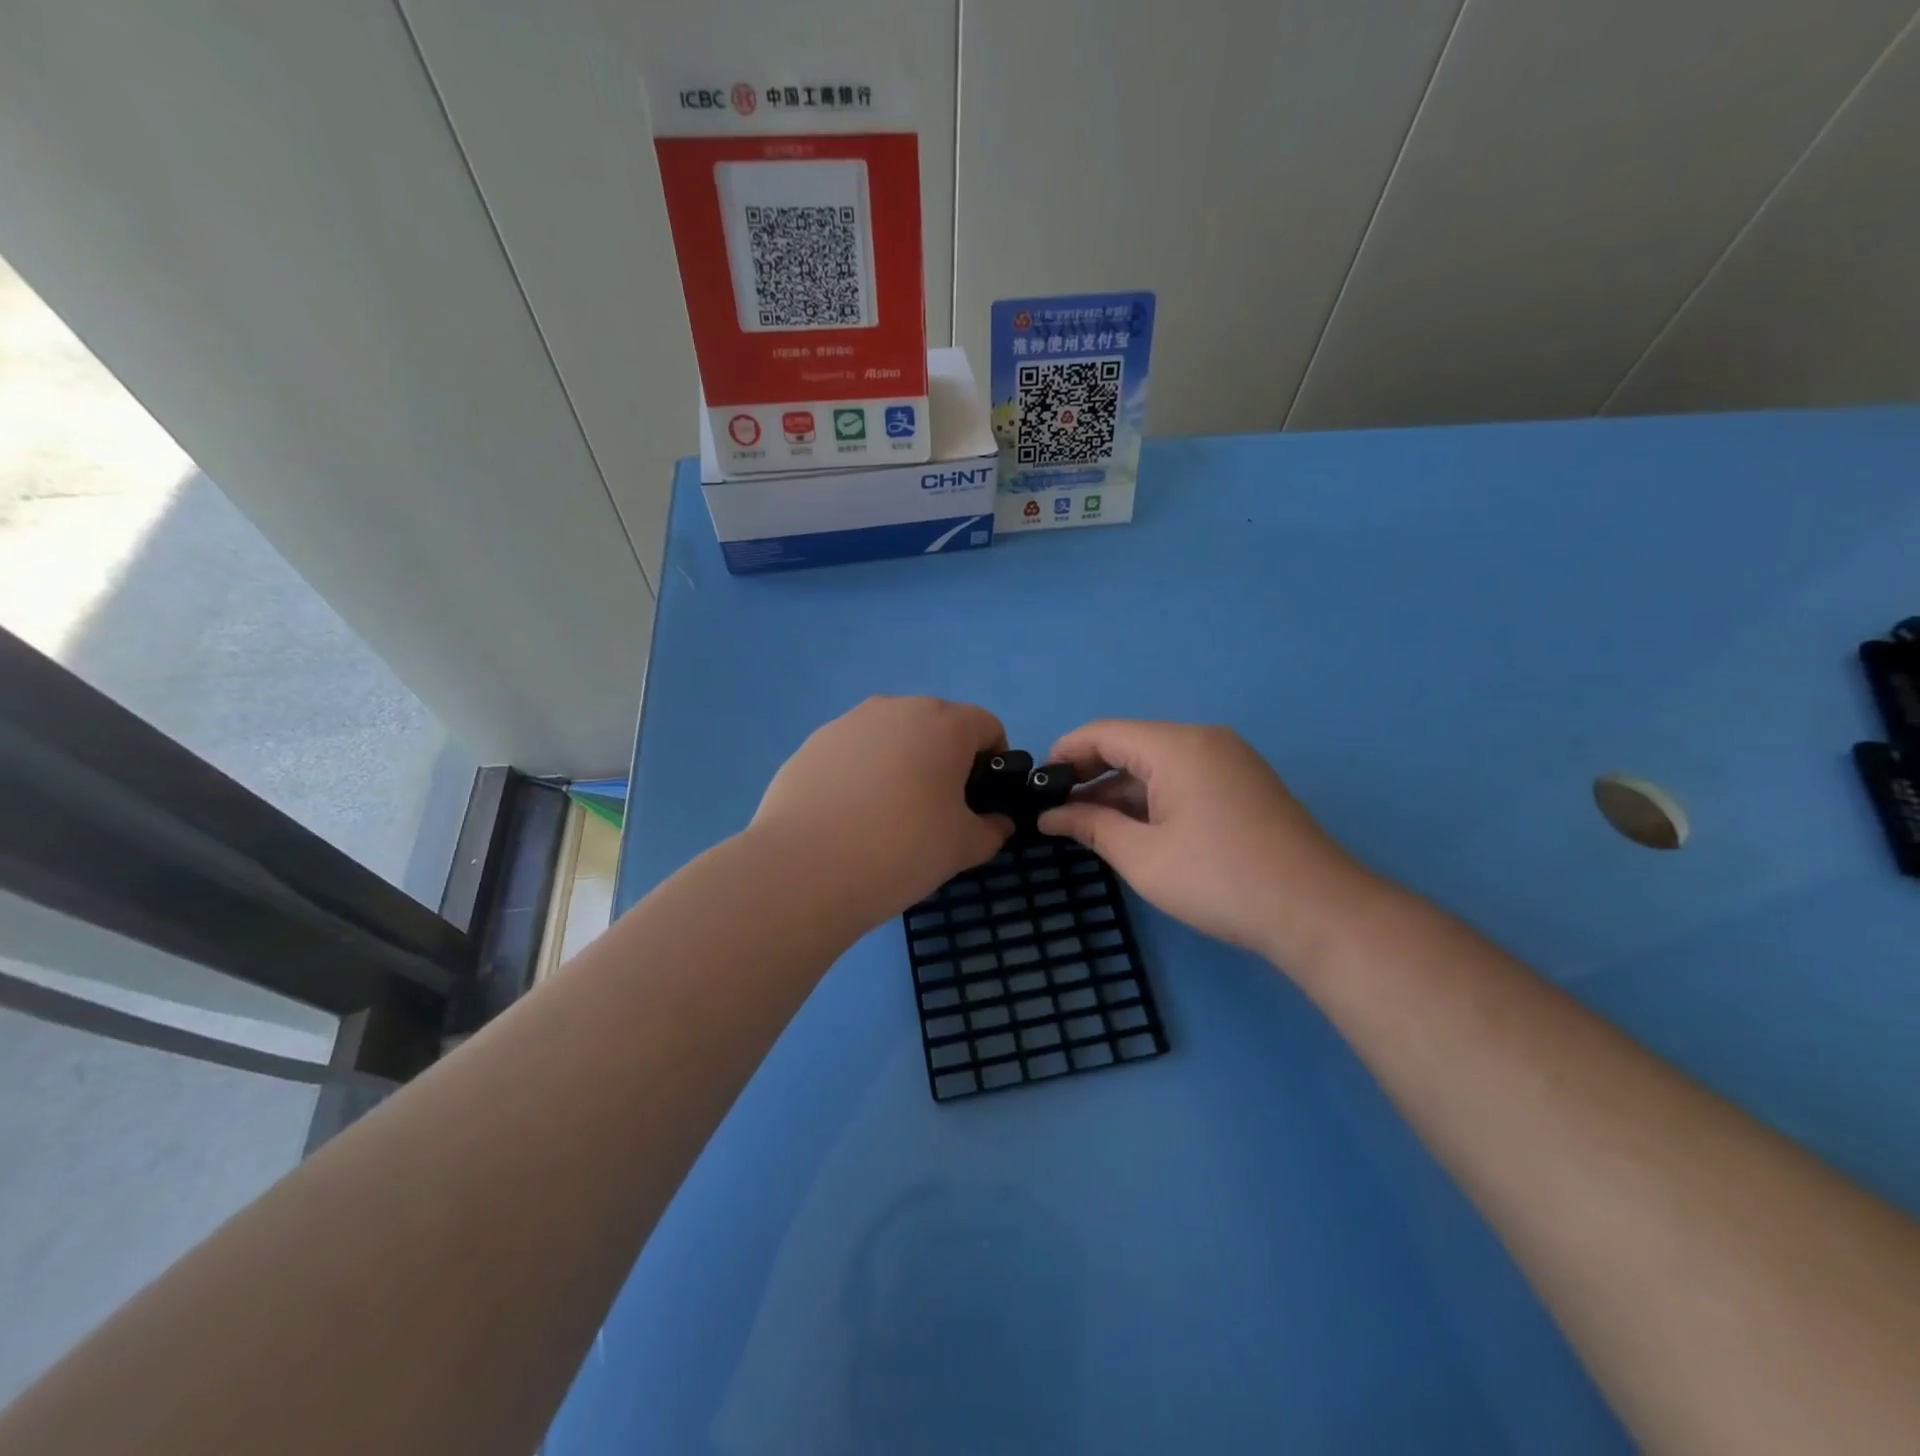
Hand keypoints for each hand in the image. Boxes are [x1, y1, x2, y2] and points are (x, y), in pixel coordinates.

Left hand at [751, 696, 1012, 923]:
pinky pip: (853, 753)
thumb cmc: (903, 849)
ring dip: (901, 764)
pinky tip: (848, 817)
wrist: (806, 869)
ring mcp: (848, 722)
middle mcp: (896, 708)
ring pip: (892, 737)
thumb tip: (997, 823)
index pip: (987, 727)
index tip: (978, 803)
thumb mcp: (963, 848)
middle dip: (945, 760)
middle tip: (935, 812)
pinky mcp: (812, 744)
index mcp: (944, 723)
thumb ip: (991, 830)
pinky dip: (861, 774)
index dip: (993, 763)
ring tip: (886, 816)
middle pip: (937, 726)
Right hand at [1038, 720, 1376, 967]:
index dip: (1064, 753)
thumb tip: (1051, 815)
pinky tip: (1131, 827)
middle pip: (1131, 744)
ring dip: (1120, 789)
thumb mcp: (1142, 856)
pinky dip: (1151, 796)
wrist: (1316, 911)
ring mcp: (1229, 760)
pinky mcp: (1242, 784)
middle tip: (1056, 809)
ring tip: (1085, 823)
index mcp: (1176, 746)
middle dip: (1090, 774)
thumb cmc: (1218, 880)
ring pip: (1157, 763)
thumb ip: (1091, 826)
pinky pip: (1183, 777)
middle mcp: (1203, 740)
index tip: (1036, 785)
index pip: (1103, 732)